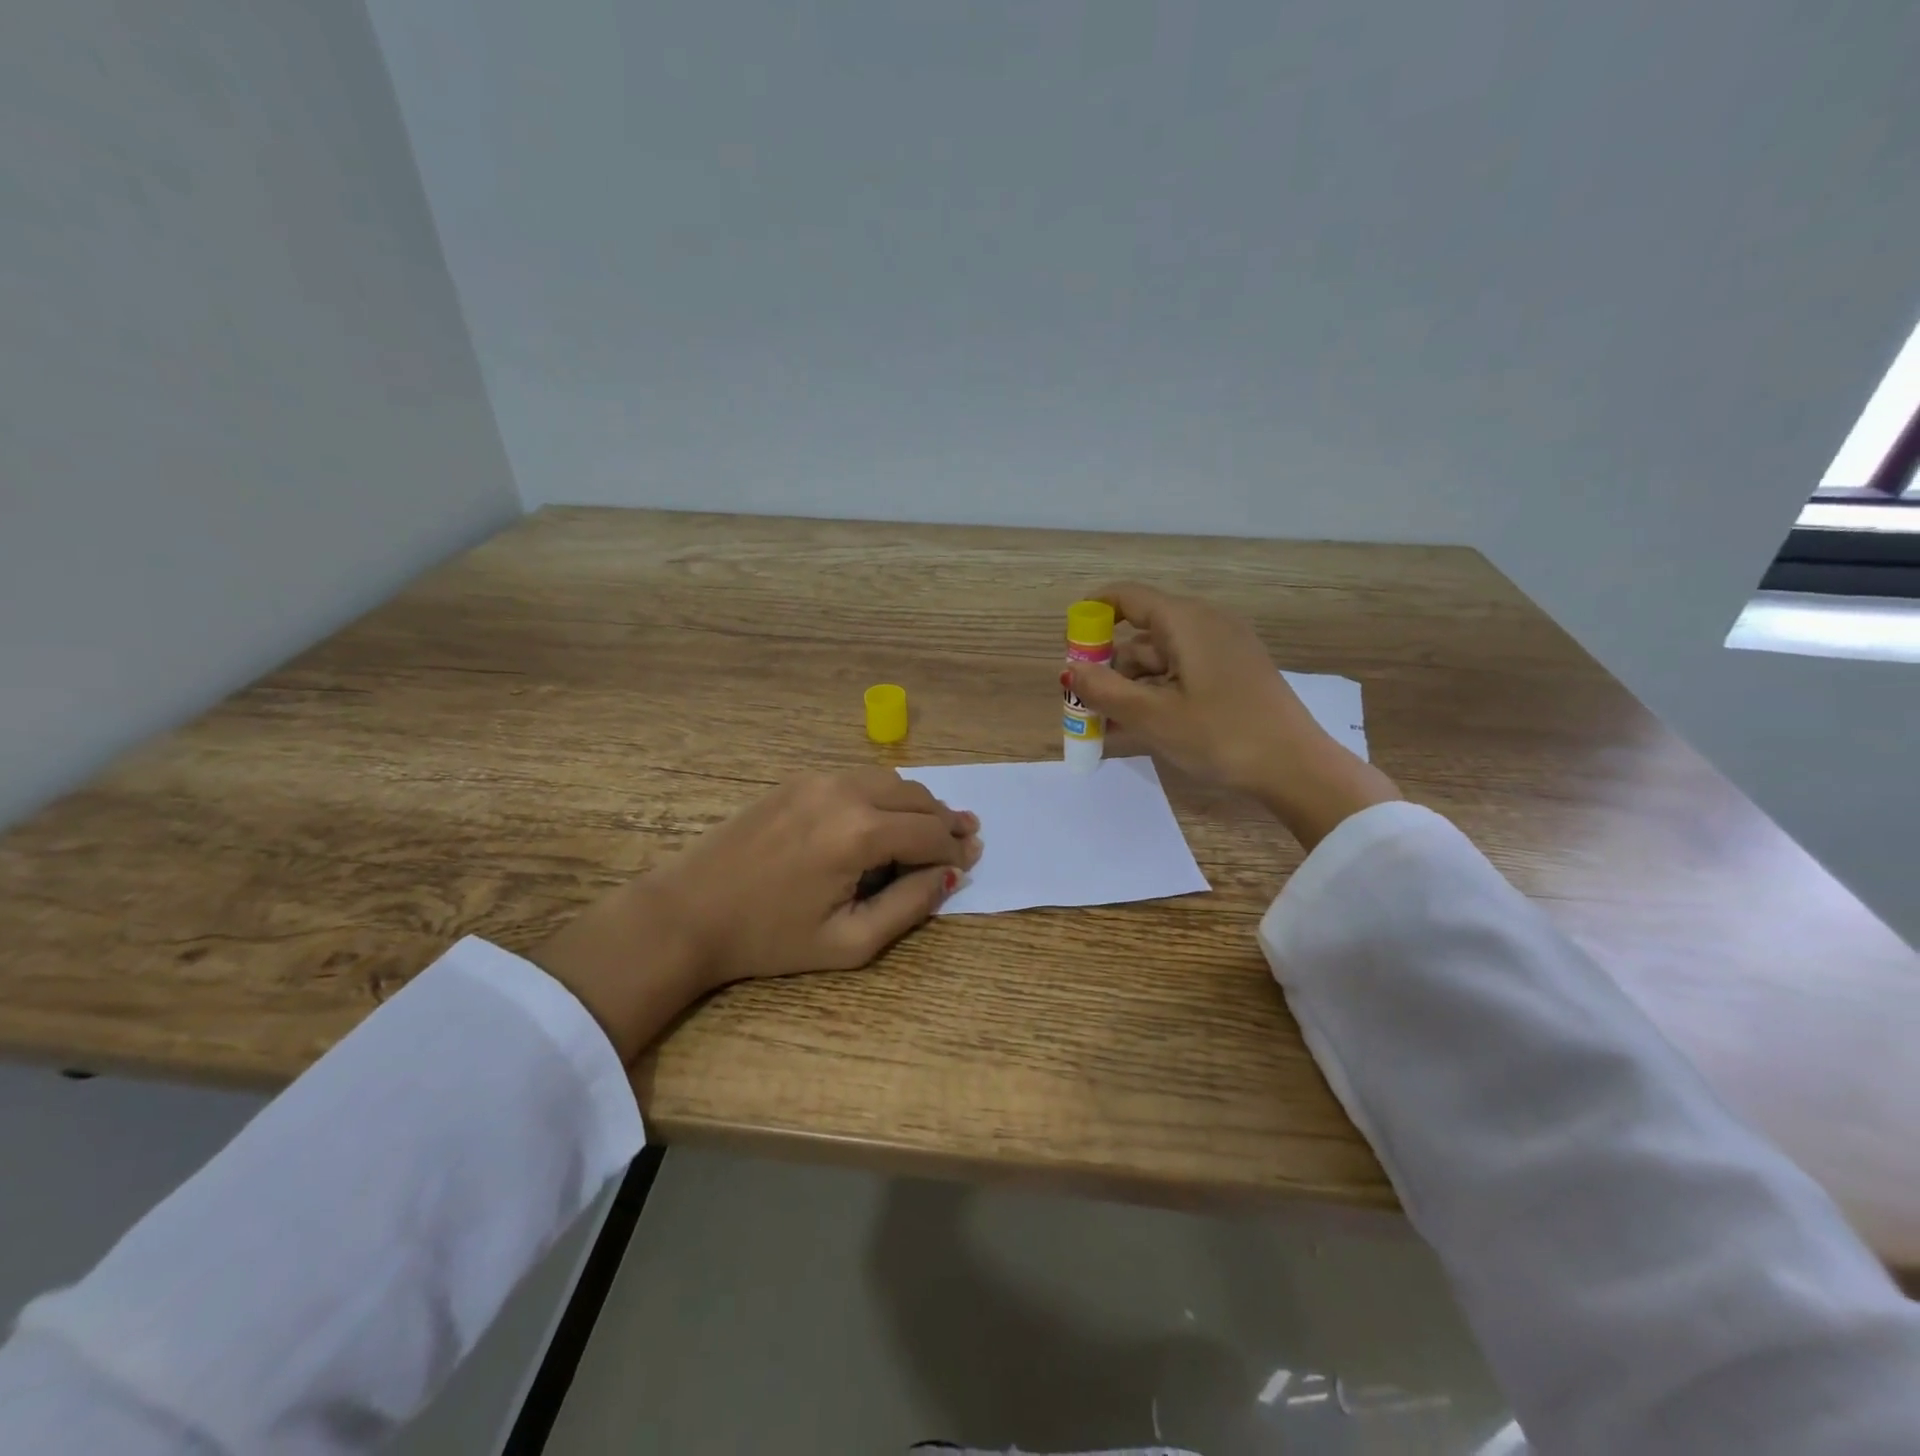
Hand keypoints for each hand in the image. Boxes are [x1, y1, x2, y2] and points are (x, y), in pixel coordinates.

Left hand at [530, 770, 981, 1063]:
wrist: (689, 912)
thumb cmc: (769, 939)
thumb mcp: (848, 940)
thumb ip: (909, 905)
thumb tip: (948, 874)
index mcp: (859, 834)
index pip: (930, 834)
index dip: (956, 849)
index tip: (971, 860)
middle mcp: (845, 793)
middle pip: (917, 798)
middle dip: (944, 821)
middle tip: (963, 839)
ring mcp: (819, 779)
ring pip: (891, 781)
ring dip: (917, 804)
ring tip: (930, 828)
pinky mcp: (799, 779)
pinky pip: (859, 779)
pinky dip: (885, 795)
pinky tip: (884, 818)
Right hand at [1067, 582, 1400, 849]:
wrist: (1297, 768)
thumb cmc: (1221, 735)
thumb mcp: (1153, 716)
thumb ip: (1104, 691)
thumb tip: (1070, 670)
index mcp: (1186, 621)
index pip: (1127, 597)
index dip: (1093, 614)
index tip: (1069, 643)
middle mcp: (1206, 624)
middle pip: (1142, 634)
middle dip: (1109, 667)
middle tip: (1085, 705)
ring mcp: (1224, 649)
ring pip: (1162, 658)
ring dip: (1131, 687)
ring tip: (1108, 726)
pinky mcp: (1235, 673)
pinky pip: (1183, 673)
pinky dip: (1158, 693)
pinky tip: (1141, 726)